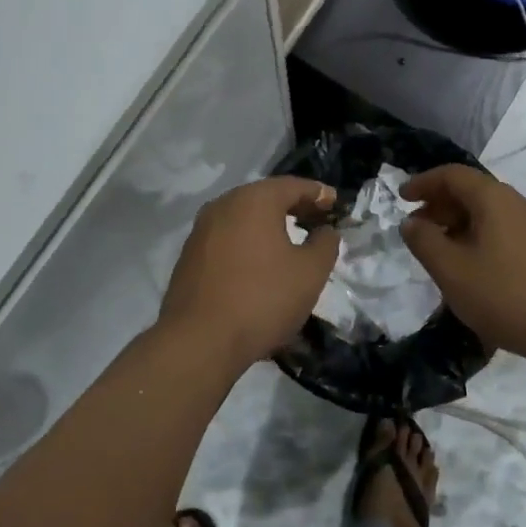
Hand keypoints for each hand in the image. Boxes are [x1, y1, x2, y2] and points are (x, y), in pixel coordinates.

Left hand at [160, 177, 339, 369]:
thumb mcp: (309, 273)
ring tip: (291, 241)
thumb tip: (326, 231)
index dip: (318, 193)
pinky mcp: (190, 254)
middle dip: (293, 206)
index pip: (293, 186)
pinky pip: (227, 237)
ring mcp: (202, 229)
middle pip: (266, 197)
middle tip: (317, 220)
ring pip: (243, 216)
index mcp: (254, 200)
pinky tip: (259, 262)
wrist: (199, 340)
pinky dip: (248, 240)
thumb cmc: (262, 299)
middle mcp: (224, 204)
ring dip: (268, 224)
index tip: (336, 203)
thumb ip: (325, 244)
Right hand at [400, 165, 525, 360]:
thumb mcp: (451, 270)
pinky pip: (505, 231)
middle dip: (440, 205)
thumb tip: (411, 222)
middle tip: (417, 229)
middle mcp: (518, 203)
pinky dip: (480, 238)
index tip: (402, 198)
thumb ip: (424, 241)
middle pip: (472, 191)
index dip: (423, 182)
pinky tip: (473, 268)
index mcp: (494, 199)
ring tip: (441, 252)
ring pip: (489, 213)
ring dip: (459, 224)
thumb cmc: (505, 295)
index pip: (452, 175)